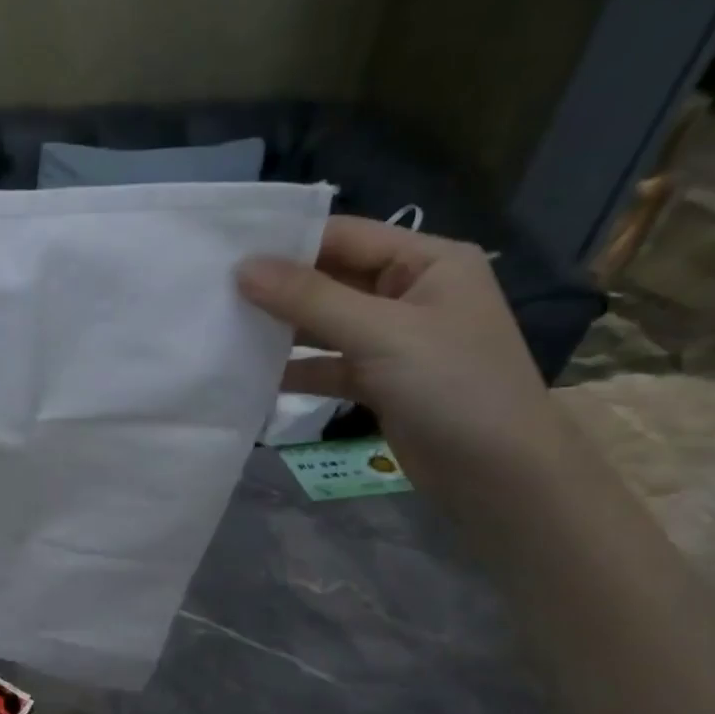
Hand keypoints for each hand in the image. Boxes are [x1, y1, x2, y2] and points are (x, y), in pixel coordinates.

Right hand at [237, 215, 563, 494]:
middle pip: (332, 280)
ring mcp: (394, 340)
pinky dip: (297, 370)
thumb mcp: (381, 334)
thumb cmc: (452, 387)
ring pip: (326, 325)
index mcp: (427, 261)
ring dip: (283, 330)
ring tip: (224, 330)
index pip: (345, 236)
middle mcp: (410, 293)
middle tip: (215, 292)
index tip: (227, 254)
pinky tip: (253, 375)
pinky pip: (329, 365)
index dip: (288, 243)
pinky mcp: (380, 382)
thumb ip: (310, 299)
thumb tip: (242, 268)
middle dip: (279, 288)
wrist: (499, 476)